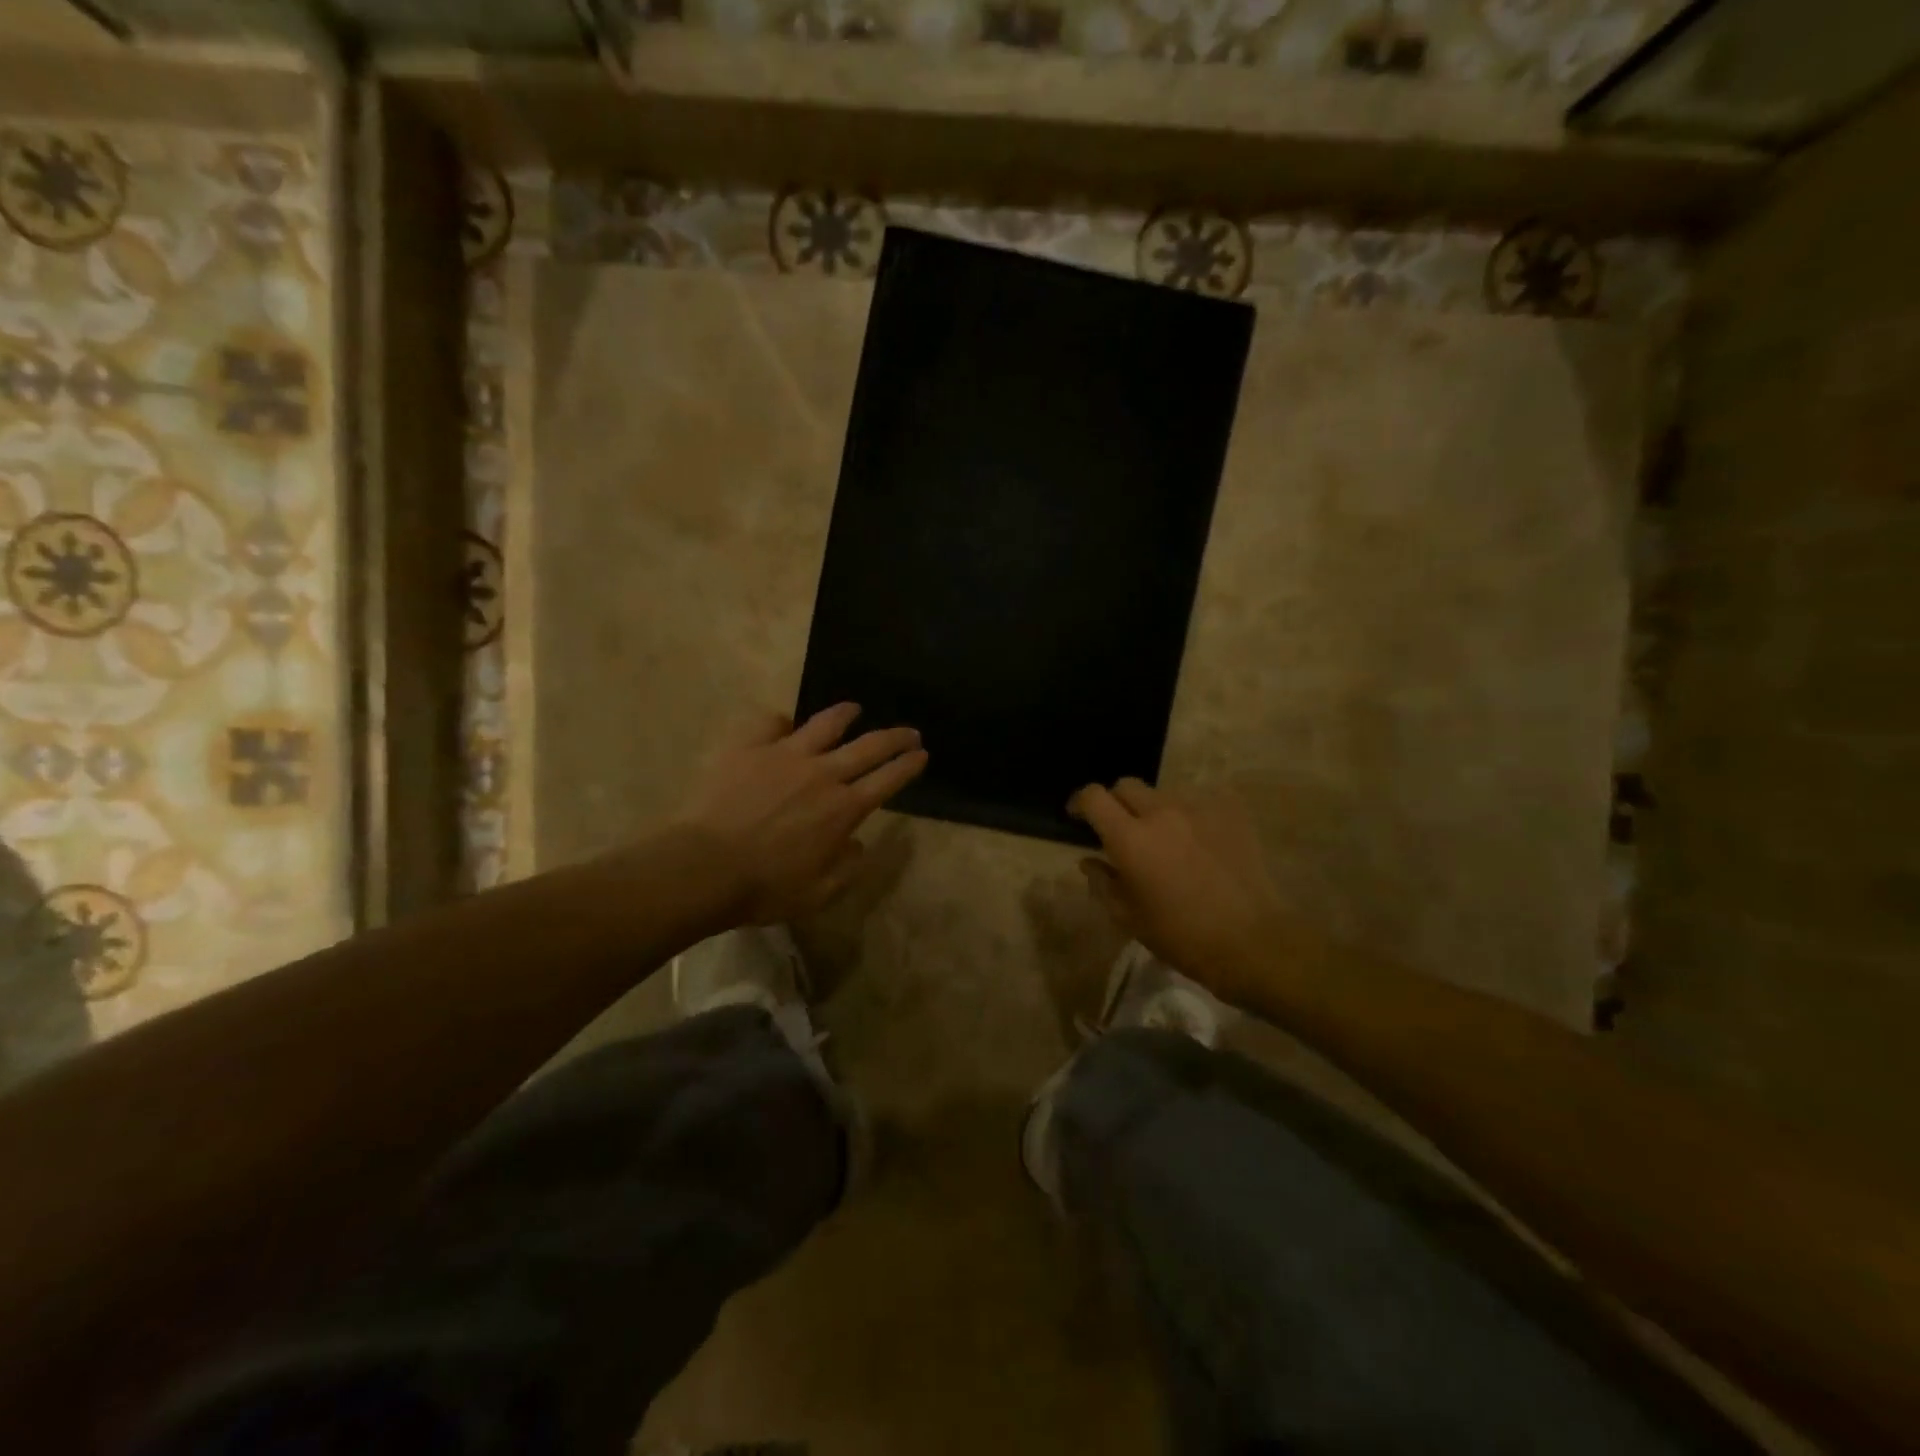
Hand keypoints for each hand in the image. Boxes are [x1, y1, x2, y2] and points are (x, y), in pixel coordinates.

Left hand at [676, 704, 927, 924]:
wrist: (704, 867)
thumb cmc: (764, 888)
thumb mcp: (819, 894)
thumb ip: (847, 868)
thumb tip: (856, 844)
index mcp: (843, 809)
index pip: (888, 780)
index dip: (909, 765)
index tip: (922, 754)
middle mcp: (823, 774)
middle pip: (869, 746)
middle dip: (896, 736)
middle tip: (909, 731)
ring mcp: (785, 754)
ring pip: (825, 724)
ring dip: (845, 714)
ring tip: (854, 708)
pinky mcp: (749, 747)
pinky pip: (769, 722)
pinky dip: (780, 721)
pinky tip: (782, 724)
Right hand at [1069, 778, 1283, 1002]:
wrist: (1253, 941)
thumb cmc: (1182, 937)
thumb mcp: (1129, 918)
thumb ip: (1102, 883)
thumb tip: (1089, 861)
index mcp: (1130, 839)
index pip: (1094, 797)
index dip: (1080, 802)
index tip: (1078, 816)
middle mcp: (1161, 812)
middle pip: (1127, 785)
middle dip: (1116, 802)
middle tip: (1121, 829)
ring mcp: (1199, 807)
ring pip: (1164, 794)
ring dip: (1155, 810)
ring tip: (1166, 838)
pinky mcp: (1230, 811)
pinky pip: (1200, 800)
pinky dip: (1190, 814)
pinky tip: (1198, 838)